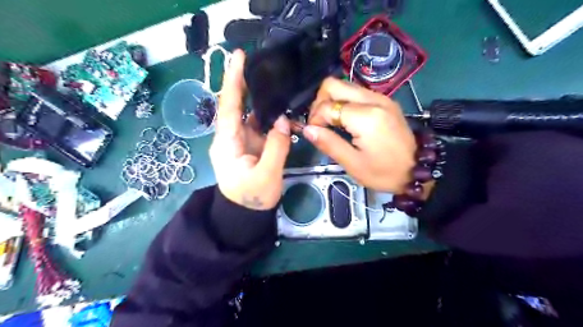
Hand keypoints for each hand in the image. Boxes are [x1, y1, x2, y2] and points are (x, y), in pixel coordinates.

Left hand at [210, 50, 290, 210]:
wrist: (246, 215)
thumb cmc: (252, 198)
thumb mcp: (267, 175)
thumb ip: (276, 147)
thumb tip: (282, 121)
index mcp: (228, 142)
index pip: (229, 106)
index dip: (233, 80)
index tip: (237, 56)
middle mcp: (231, 137)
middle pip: (236, 105)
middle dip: (244, 83)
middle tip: (257, 62)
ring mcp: (242, 141)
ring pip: (250, 114)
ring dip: (261, 100)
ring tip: (275, 83)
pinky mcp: (251, 145)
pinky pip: (260, 126)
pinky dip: (270, 117)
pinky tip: (282, 111)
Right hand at [303, 77, 415, 192]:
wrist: (418, 170)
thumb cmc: (384, 172)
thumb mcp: (353, 164)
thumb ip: (329, 143)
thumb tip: (307, 129)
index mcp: (366, 117)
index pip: (327, 106)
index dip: (315, 119)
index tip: (315, 134)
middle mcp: (374, 100)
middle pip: (334, 84)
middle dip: (320, 102)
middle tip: (320, 123)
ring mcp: (381, 98)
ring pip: (345, 86)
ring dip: (331, 101)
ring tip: (331, 123)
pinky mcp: (385, 101)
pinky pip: (357, 93)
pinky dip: (344, 102)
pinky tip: (345, 120)